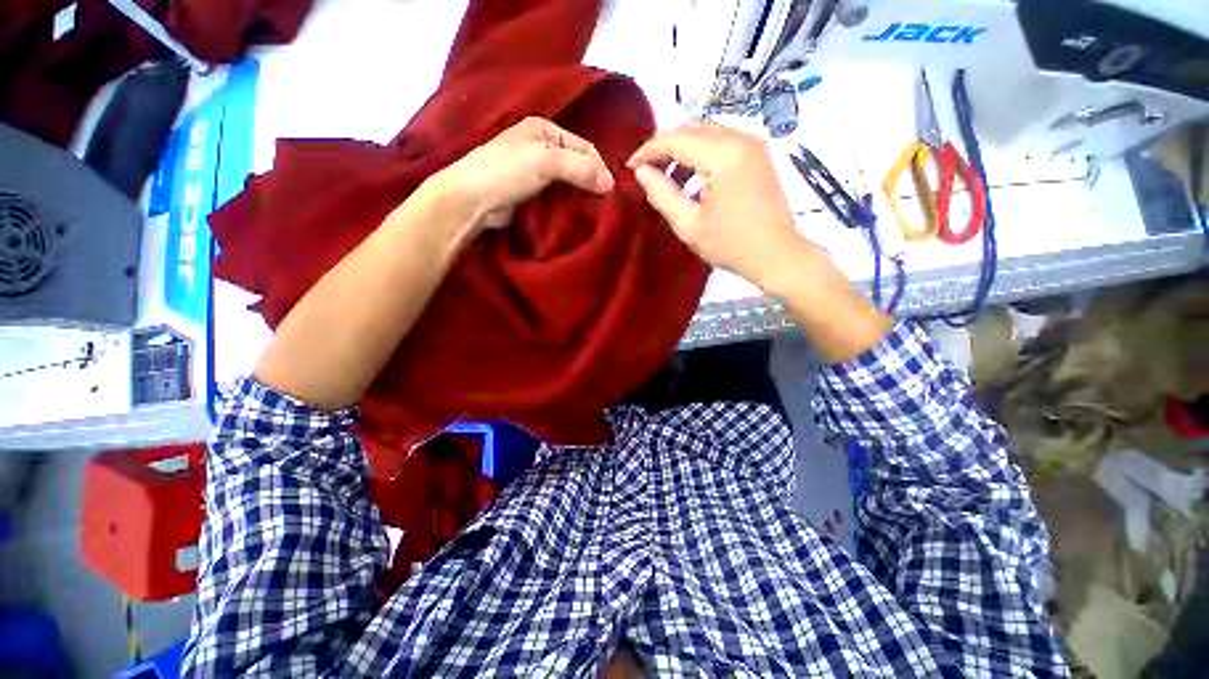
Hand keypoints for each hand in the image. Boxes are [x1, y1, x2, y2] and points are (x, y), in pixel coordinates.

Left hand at [435, 116, 614, 232]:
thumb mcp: (545, 161)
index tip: (609, 192)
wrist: (473, 200)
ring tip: (593, 211)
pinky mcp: (533, 193)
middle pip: (578, 165)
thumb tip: (610, 184)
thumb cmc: (506, 171)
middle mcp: (542, 147)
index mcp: (545, 130)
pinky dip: (568, 205)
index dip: (599, 168)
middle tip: (603, 204)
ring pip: (569, 183)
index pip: (584, 147)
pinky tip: (576, 214)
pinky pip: (558, 197)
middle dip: (591, 182)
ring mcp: (537, 171)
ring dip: (580, 196)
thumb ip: (580, 168)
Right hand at [626, 124, 811, 289]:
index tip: (630, 166)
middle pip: (692, 130)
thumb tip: (641, 172)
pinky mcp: (757, 154)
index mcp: (724, 155)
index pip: (676, 139)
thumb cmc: (730, 245)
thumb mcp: (689, 225)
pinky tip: (692, 179)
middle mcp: (740, 139)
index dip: (649, 150)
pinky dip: (701, 156)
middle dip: (664, 148)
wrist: (776, 254)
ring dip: (682, 151)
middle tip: (645, 171)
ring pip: (706, 134)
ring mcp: (753, 144)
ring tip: (666, 178)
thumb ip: (662, 194)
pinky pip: (722, 143)